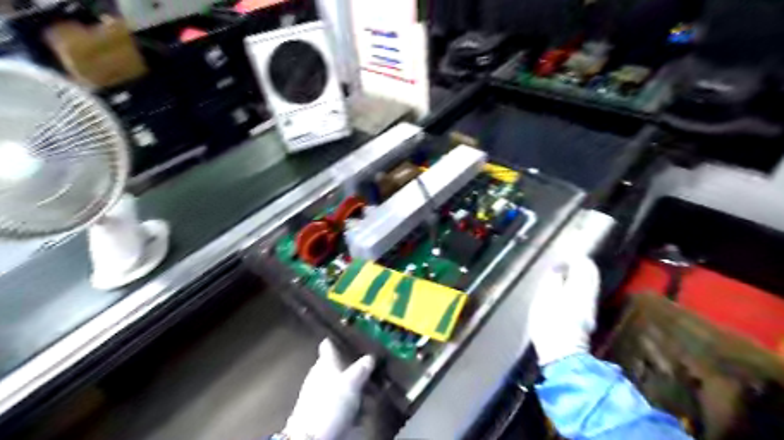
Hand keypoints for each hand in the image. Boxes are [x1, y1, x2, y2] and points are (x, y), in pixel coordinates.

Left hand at [286, 339, 376, 437]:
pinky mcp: (323, 412)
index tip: (349, 336)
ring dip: (355, 388)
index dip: (337, 340)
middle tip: (370, 369)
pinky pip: (341, 402)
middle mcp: (321, 375)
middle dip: (353, 368)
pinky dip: (351, 404)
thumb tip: (370, 356)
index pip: (328, 346)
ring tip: (370, 392)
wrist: (313, 438)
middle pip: (338, 366)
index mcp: (324, 363)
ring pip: (341, 385)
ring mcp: (321, 394)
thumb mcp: (351, 383)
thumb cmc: (331, 403)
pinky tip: (362, 410)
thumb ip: (361, 369)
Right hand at [529, 256, 601, 364]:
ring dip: (581, 278)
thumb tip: (559, 268)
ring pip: (589, 287)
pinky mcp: (586, 321)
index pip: (584, 267)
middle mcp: (588, 297)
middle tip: (571, 261)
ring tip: (568, 274)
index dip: (577, 258)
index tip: (567, 254)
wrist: (562, 354)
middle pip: (591, 277)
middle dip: (582, 267)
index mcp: (579, 289)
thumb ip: (553, 281)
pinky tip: (570, 291)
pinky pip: (586, 296)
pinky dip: (580, 288)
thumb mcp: (544, 298)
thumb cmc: (549, 323)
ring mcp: (589, 310)